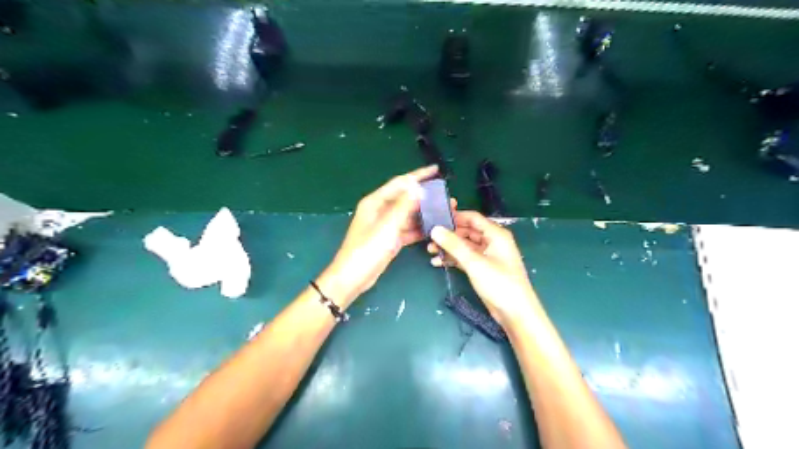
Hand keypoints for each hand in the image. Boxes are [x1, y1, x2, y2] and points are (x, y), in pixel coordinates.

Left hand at [321, 166, 442, 305]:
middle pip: (406, 198)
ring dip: (425, 213)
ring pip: (409, 214)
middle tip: (445, 194)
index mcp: (375, 202)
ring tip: (444, 210)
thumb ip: (403, 206)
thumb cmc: (366, 250)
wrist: (353, 278)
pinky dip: (419, 228)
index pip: (400, 183)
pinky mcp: (390, 239)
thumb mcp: (386, 226)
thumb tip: (417, 186)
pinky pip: (408, 229)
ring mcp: (386, 225)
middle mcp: (381, 210)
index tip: (436, 170)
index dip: (418, 175)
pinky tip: (434, 228)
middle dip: (425, 196)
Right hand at [427, 211, 538, 327]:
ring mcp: (487, 256)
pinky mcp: (482, 269)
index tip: (435, 219)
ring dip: (449, 248)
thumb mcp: (474, 262)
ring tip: (430, 251)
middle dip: (449, 234)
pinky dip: (453, 259)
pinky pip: (465, 258)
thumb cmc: (499, 282)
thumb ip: (453, 245)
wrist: (514, 312)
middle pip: (467, 231)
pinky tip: (438, 263)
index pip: (473, 218)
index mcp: (495, 234)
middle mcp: (492, 241)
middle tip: (429, 238)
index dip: (454, 217)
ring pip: (465, 246)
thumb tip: (434, 229)